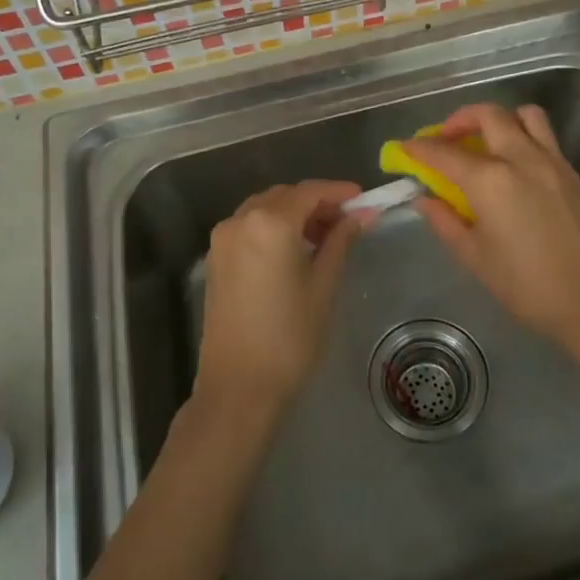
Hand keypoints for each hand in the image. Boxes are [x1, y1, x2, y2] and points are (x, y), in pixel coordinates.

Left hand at [195, 181, 363, 420]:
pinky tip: (294, 250)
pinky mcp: (215, 258)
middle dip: (317, 203)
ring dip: (294, 214)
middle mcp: (240, 220)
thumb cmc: (289, 337)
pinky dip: (274, 227)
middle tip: (348, 221)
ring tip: (324, 238)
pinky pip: (249, 227)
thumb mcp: (323, 285)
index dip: (339, 192)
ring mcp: (223, 239)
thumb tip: (362, 214)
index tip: (364, 199)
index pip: (310, 192)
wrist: (238, 387)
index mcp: (270, 223)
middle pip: (285, 196)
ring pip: (265, 209)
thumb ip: (341, 241)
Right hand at [402, 104, 579, 343]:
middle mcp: (521, 158)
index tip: (405, 148)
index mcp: (490, 180)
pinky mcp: (573, 172)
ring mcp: (552, 161)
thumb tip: (425, 199)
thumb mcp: (474, 257)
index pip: (445, 153)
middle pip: (488, 115)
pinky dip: (523, 137)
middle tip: (447, 139)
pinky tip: (515, 167)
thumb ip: (445, 221)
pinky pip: (545, 137)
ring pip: (524, 115)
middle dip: (460, 120)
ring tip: (487, 142)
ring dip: (499, 119)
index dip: (420, 148)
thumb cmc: (526, 286)